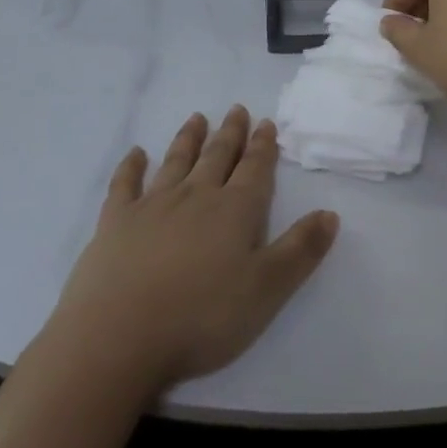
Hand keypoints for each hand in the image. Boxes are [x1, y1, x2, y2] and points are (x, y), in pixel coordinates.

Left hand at [47, 106, 338, 391]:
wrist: (118, 337)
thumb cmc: (202, 317)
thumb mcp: (267, 290)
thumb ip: (300, 250)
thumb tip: (330, 213)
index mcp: (234, 211)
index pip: (254, 170)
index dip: (263, 147)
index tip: (266, 122)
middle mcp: (196, 197)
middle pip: (217, 157)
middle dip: (230, 134)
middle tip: (236, 109)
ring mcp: (152, 206)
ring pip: (176, 162)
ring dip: (188, 139)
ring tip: (197, 118)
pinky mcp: (115, 222)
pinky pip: (125, 184)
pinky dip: (131, 167)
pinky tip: (135, 154)